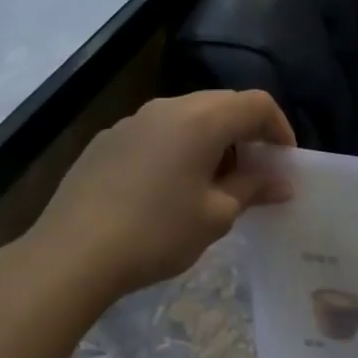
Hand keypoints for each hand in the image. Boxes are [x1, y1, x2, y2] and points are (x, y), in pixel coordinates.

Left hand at [15, 91, 295, 305]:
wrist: (73, 253)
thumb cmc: (158, 233)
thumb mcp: (216, 216)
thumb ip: (252, 190)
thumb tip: (281, 183)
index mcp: (200, 121)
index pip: (256, 104)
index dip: (280, 129)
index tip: (284, 163)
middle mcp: (167, 108)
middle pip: (221, 104)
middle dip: (246, 133)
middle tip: (254, 173)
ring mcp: (132, 121)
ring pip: (187, 116)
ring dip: (212, 140)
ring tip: (214, 183)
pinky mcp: (107, 140)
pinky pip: (157, 132)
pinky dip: (179, 148)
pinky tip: (170, 188)